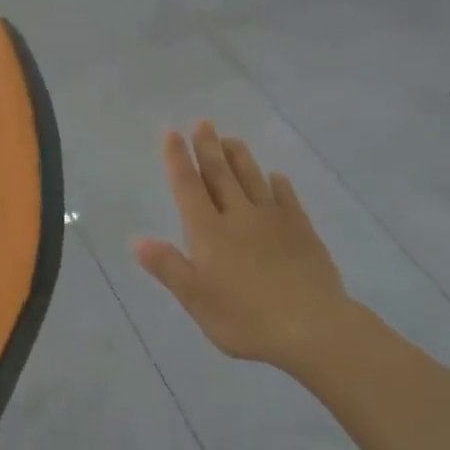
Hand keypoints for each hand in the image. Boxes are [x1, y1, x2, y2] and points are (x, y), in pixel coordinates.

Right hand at [134, 122, 353, 373]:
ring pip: (252, 179)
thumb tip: (137, 239)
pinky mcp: (302, 230)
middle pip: (220, 175)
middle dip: (208, 148)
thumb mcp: (197, 300)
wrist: (313, 327)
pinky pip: (287, 198)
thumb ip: (168, 267)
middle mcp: (239, 217)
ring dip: (240, 157)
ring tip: (231, 139)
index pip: (189, 188)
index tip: (172, 133)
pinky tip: (276, 176)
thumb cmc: (246, 320)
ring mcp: (273, 221)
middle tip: (203, 123)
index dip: (178, 160)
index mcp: (209, 233)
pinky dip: (278, 184)